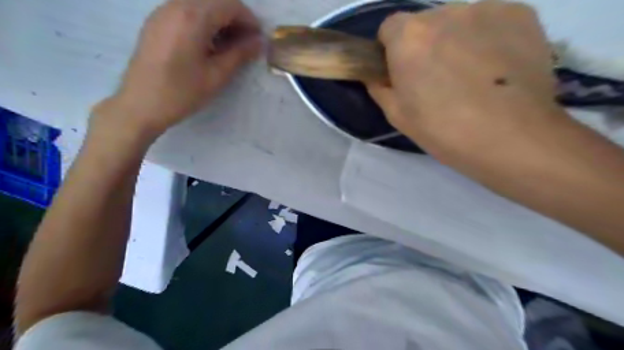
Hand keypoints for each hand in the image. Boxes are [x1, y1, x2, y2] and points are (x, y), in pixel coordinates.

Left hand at [92, 0, 261, 138]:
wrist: (140, 104)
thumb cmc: (182, 93)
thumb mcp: (216, 75)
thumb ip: (239, 54)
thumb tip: (259, 42)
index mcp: (193, 17)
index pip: (229, 4)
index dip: (249, 19)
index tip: (258, 39)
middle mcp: (176, 5)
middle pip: (215, 0)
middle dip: (235, 18)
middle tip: (246, 43)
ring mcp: (162, 11)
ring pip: (200, 4)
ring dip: (220, 19)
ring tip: (229, 45)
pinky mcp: (156, 21)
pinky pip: (186, 10)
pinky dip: (204, 21)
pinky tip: (208, 44)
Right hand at [366, 0, 560, 160]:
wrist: (511, 138)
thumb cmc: (443, 130)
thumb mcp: (397, 116)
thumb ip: (380, 88)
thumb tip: (377, 76)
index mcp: (408, 38)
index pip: (389, 27)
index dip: (392, 49)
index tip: (402, 71)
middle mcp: (444, 13)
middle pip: (425, 24)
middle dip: (425, 45)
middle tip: (438, 79)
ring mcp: (486, 9)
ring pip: (459, 22)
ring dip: (457, 41)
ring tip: (472, 77)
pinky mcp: (521, 13)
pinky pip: (491, 22)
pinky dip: (488, 38)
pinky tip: (497, 68)